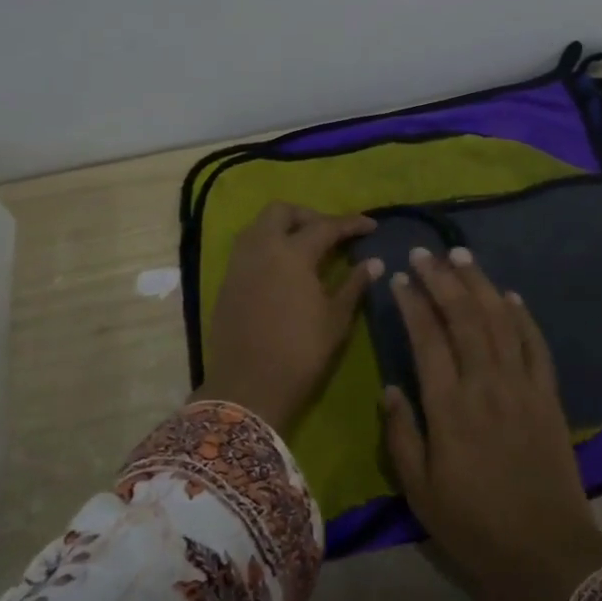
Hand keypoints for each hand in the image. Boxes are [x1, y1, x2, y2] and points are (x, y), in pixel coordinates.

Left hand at [196, 202, 382, 431]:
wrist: (248, 388)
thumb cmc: (300, 352)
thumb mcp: (336, 319)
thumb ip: (354, 284)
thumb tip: (374, 262)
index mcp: (292, 253)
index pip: (325, 226)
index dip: (351, 224)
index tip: (371, 225)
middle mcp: (262, 249)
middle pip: (281, 212)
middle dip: (308, 215)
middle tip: (330, 233)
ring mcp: (239, 264)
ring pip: (259, 226)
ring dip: (283, 227)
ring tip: (306, 247)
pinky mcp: (227, 282)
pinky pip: (248, 249)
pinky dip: (267, 246)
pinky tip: (283, 269)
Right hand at [381, 247, 601, 600]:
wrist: (546, 552)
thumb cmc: (474, 526)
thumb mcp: (420, 492)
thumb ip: (402, 435)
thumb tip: (391, 387)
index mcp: (449, 408)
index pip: (427, 339)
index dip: (413, 303)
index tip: (400, 278)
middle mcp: (486, 384)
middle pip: (464, 317)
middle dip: (443, 280)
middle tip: (425, 253)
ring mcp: (523, 386)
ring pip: (500, 321)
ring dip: (481, 284)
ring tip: (462, 256)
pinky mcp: (550, 396)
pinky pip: (537, 345)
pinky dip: (524, 316)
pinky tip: (512, 296)